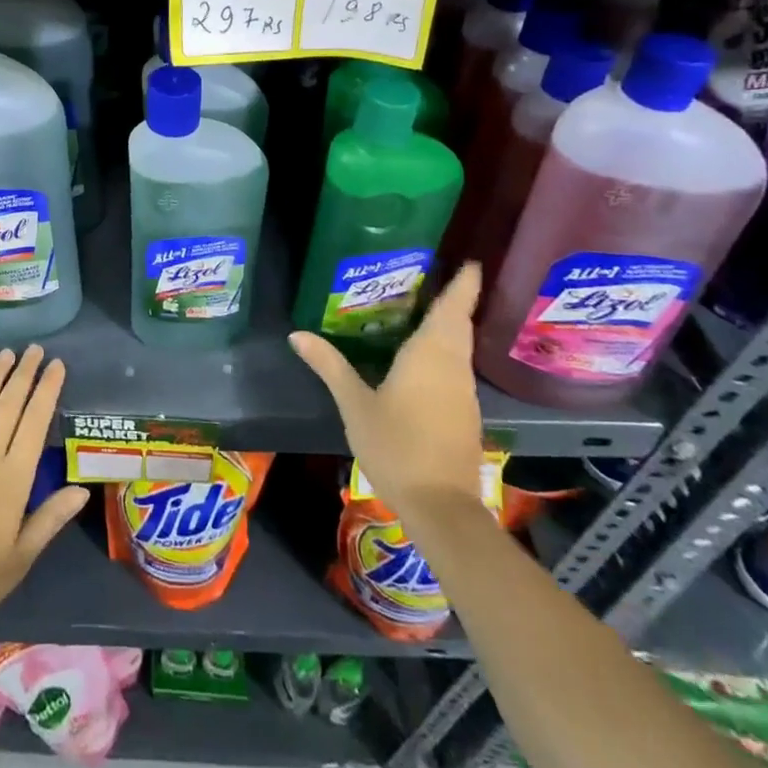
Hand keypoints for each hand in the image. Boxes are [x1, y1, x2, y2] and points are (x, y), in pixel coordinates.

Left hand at [0, 346, 90, 632]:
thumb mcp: (20, 558)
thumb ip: (50, 518)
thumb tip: (81, 489)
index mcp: (12, 479)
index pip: (34, 423)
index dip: (46, 391)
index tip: (56, 366)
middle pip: (8, 406)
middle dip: (23, 375)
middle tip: (35, 349)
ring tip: (6, 354)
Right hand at [290, 263, 485, 523]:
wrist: (441, 507)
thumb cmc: (397, 445)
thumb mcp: (354, 403)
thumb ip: (329, 365)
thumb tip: (297, 334)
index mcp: (431, 354)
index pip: (453, 307)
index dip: (464, 283)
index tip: (470, 261)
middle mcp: (454, 366)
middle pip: (458, 323)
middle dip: (453, 299)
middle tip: (433, 276)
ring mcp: (463, 392)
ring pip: (458, 347)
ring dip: (448, 325)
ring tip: (421, 308)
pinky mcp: (464, 414)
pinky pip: (455, 368)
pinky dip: (443, 352)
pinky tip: (420, 358)